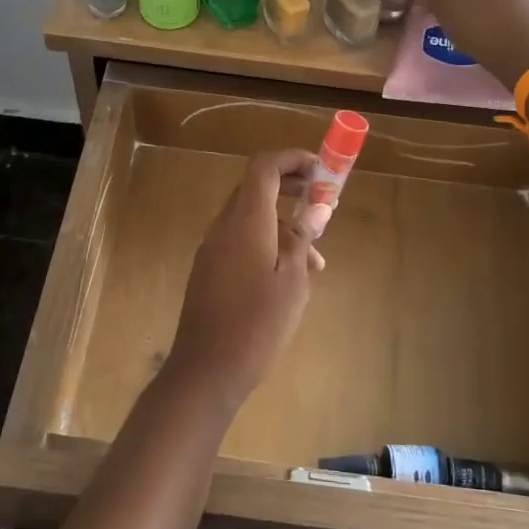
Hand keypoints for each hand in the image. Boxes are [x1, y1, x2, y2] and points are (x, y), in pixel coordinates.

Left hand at [164, 149, 324, 409]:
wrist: (207, 370)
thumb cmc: (257, 324)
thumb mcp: (292, 281)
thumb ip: (301, 238)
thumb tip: (316, 207)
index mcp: (246, 221)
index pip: (263, 166)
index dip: (292, 159)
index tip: (321, 171)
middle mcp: (224, 226)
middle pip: (256, 188)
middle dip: (292, 189)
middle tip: (322, 204)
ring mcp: (212, 248)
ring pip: (251, 218)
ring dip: (283, 224)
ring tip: (316, 260)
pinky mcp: (209, 269)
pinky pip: (240, 240)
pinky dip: (267, 243)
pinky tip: (288, 279)